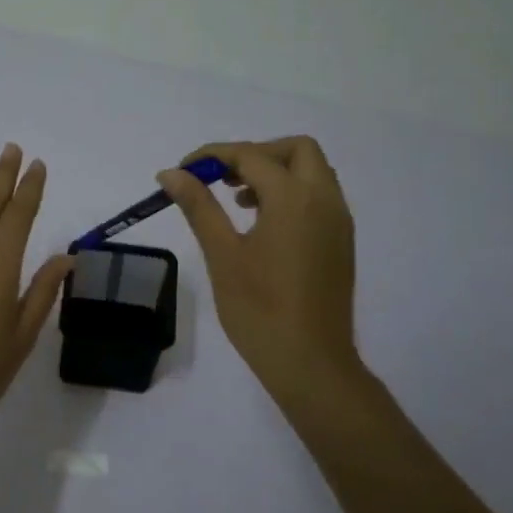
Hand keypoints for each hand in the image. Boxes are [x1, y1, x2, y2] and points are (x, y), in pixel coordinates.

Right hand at [158, 136, 360, 408]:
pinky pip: (319, 197)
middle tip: (221, 177)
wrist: (310, 362)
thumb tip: (172, 173)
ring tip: (236, 201)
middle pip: (296, 150)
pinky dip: (290, 193)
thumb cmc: (259, 309)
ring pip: (312, 172)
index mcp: (294, 198)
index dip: (213, 156)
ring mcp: (338, 221)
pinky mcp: (340, 242)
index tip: (183, 171)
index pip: (251, 156)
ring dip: (274, 171)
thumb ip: (199, 206)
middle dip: (255, 153)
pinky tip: (261, 224)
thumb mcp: (222, 254)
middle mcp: (324, 200)